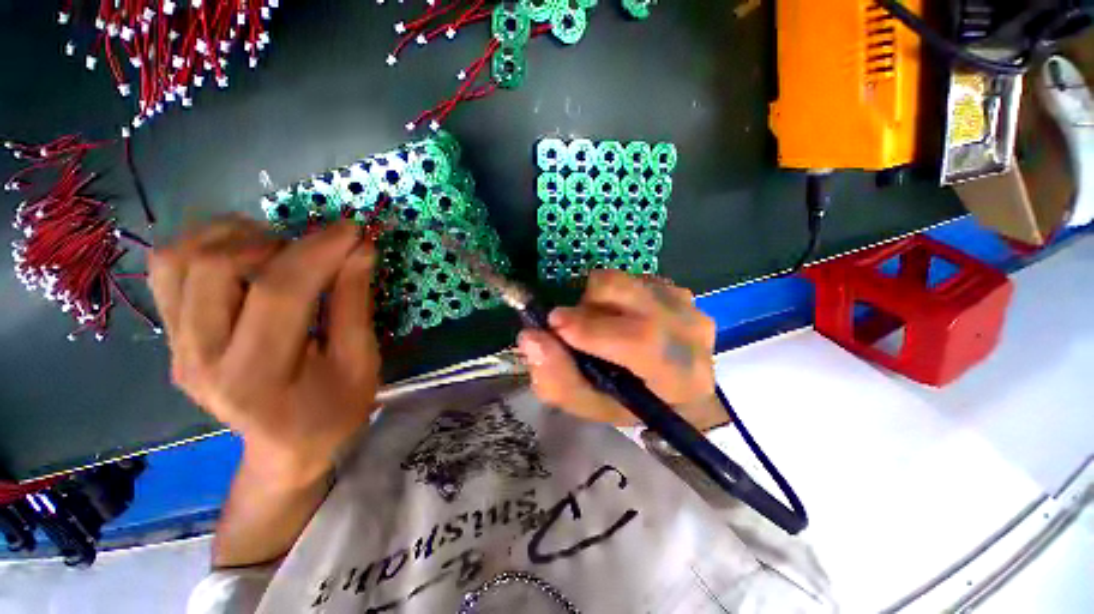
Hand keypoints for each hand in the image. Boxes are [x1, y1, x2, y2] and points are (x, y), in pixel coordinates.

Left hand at [148, 217, 380, 485]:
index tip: (354, 230)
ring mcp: (176, 347)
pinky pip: (168, 268)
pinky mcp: (170, 336)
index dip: (320, 250)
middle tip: (318, 251)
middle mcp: (200, 359)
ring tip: (279, 248)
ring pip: (180, 258)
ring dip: (235, 237)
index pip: (280, 292)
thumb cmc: (335, 411)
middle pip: (216, 266)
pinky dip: (205, 244)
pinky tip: (245, 254)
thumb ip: (356, 302)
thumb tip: (361, 248)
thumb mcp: (361, 362)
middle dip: (279, 242)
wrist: (285, 447)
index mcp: (258, 376)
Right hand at [517, 270, 723, 430]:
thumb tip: (529, 337)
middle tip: (576, 328)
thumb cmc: (631, 404)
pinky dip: (613, 296)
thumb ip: (558, 379)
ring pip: (624, 281)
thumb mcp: (590, 405)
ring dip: (599, 301)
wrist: (676, 390)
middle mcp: (690, 331)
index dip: (593, 329)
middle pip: (628, 293)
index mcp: (678, 376)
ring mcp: (685, 303)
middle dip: (587, 305)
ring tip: (602, 326)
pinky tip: (620, 318)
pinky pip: (630, 278)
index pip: (641, 341)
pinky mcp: (676, 288)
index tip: (553, 324)